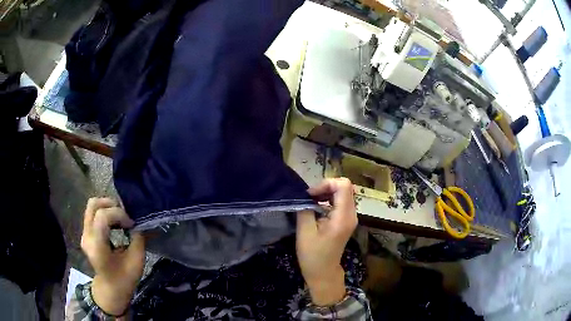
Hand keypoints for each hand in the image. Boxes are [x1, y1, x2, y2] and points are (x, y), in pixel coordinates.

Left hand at [81, 198, 144, 315]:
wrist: (111, 288)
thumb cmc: (124, 278)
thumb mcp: (136, 261)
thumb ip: (137, 239)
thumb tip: (139, 223)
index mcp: (97, 246)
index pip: (102, 216)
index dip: (119, 214)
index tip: (131, 224)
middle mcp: (87, 236)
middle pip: (93, 205)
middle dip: (111, 205)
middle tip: (124, 215)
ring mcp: (84, 233)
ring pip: (92, 206)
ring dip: (108, 207)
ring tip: (120, 218)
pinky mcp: (86, 232)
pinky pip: (93, 213)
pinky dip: (105, 212)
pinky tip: (115, 223)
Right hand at [296, 178, 357, 305]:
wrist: (323, 272)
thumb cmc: (313, 255)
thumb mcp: (305, 232)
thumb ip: (305, 209)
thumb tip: (304, 196)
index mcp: (343, 217)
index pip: (344, 185)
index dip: (326, 183)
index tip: (311, 195)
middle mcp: (351, 214)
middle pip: (345, 187)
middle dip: (326, 187)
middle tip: (309, 197)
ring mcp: (350, 217)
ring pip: (343, 193)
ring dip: (326, 193)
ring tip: (311, 202)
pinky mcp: (346, 220)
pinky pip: (340, 201)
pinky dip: (328, 199)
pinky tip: (316, 208)